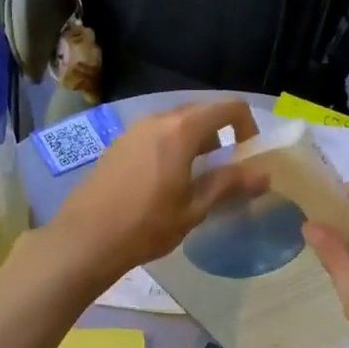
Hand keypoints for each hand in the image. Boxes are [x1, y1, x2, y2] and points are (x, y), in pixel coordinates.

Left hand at [47, 100, 265, 283]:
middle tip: (226, 171)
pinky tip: (165, 184)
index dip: (248, 128)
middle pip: (201, 113)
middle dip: (221, 136)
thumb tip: (263, 175)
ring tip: (196, 180)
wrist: (86, 239)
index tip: (248, 158)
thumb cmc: (146, 225)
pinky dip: (171, 149)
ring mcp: (133, 131)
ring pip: (175, 125)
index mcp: (181, 130)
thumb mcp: (194, 209)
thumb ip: (229, 185)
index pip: (228, 108)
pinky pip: (154, 136)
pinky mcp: (117, 145)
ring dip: (195, 143)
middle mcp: (156, 120)